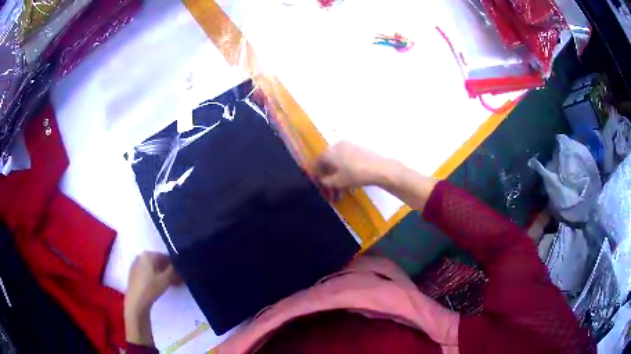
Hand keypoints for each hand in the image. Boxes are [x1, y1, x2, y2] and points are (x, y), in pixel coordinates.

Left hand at [125, 251, 180, 345]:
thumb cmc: (151, 288)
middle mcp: (140, 256)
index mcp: (148, 254)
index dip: (175, 265)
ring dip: (162, 274)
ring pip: (152, 268)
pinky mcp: (133, 274)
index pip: (165, 256)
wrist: (136, 301)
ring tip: (171, 284)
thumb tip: (180, 264)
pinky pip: (147, 272)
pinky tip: (160, 286)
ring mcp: (136, 265)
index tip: (182, 274)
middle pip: (158, 262)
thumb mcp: (166, 279)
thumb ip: (174, 269)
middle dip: (168, 270)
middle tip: (178, 280)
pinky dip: (154, 277)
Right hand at [313, 141, 396, 189]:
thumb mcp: (337, 182)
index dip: (316, 172)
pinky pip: (347, 158)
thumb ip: (326, 181)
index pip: (317, 162)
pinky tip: (350, 177)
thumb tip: (322, 179)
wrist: (379, 168)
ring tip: (340, 184)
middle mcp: (336, 146)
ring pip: (338, 159)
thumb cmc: (354, 174)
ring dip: (337, 171)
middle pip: (328, 160)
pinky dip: (345, 167)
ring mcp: (348, 145)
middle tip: (329, 184)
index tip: (317, 181)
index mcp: (329, 152)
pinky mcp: (358, 148)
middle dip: (327, 172)